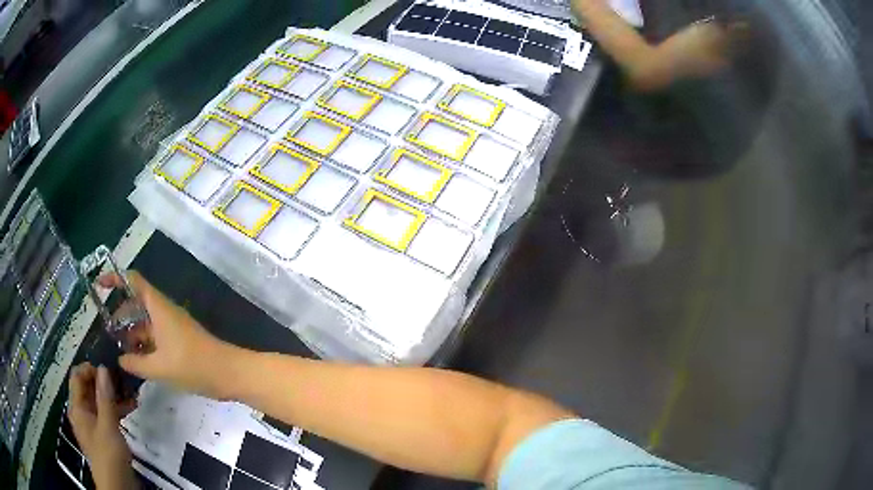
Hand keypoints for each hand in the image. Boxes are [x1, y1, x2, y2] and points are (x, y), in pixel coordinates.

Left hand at [68, 363, 137, 489]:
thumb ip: (105, 397)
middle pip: (88, 388)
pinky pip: (107, 415)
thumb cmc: (108, 455)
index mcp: (77, 407)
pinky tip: (131, 407)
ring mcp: (93, 424)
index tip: (108, 369)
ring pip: (100, 402)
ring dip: (113, 396)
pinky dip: (117, 409)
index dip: (90, 369)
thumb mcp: (107, 425)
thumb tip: (103, 368)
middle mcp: (82, 412)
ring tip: (131, 392)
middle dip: (104, 382)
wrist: (118, 487)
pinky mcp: (104, 435)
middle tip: (123, 379)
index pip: (77, 376)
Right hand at [98, 271, 235, 398]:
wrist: (230, 373)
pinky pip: (156, 336)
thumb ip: (136, 364)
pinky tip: (138, 362)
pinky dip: (145, 345)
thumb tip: (120, 360)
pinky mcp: (180, 340)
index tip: (99, 286)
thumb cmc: (193, 366)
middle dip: (121, 315)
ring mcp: (173, 326)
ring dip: (133, 334)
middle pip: (137, 304)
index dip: (115, 279)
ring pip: (146, 323)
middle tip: (109, 334)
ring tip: (120, 351)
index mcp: (158, 308)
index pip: (134, 281)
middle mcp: (164, 312)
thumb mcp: (159, 367)